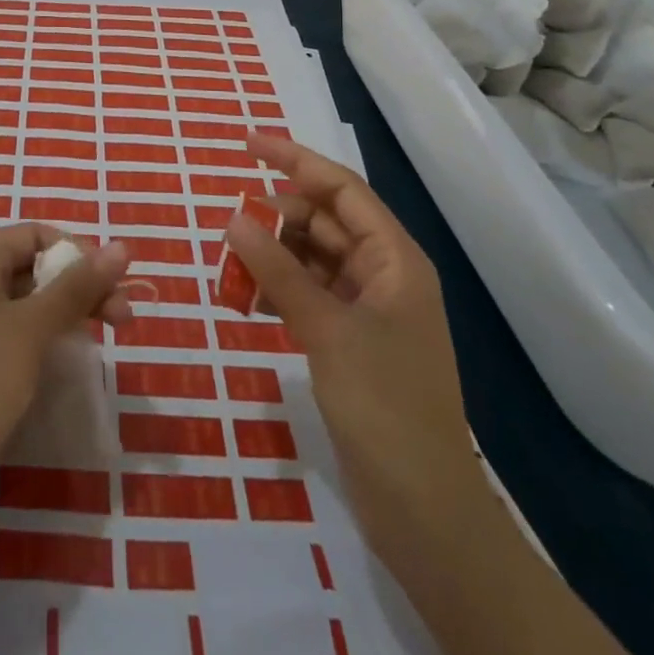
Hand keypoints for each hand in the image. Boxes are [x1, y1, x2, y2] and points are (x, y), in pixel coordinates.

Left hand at [0, 224, 130, 489]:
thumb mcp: (32, 328)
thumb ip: (77, 286)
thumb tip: (122, 247)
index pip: (37, 234)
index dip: (79, 254)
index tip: (114, 287)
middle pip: (33, 266)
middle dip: (79, 287)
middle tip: (123, 320)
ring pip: (24, 300)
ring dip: (65, 312)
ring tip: (104, 338)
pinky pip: (9, 329)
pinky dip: (40, 335)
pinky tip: (65, 356)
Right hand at [226, 133, 481, 530]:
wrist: (424, 511)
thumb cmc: (385, 406)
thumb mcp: (327, 329)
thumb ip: (279, 270)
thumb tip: (234, 219)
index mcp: (395, 259)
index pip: (340, 189)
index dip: (294, 160)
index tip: (247, 143)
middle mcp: (383, 274)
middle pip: (323, 223)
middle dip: (275, 218)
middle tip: (229, 229)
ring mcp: (367, 310)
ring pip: (311, 259)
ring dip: (272, 257)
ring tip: (231, 267)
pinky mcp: (351, 342)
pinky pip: (308, 295)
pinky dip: (278, 290)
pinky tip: (248, 300)